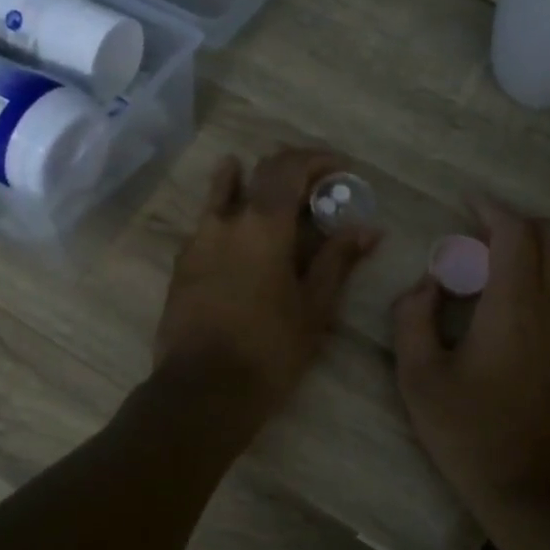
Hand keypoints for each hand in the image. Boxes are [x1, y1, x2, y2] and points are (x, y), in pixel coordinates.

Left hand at [155, 148, 379, 413]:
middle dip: (290, 169)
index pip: (289, 168)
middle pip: (258, 173)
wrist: (203, 390)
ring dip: (249, 181)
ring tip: (269, 192)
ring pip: (223, 192)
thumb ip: (338, 260)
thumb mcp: (314, 307)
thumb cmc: (269, 349)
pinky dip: (229, 214)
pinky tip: (240, 234)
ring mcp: (197, 240)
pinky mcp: (182, 264)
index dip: (317, 159)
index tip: (341, 168)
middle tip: (315, 184)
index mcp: (263, 225)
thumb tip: (368, 228)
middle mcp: (226, 220)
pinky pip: (208, 223)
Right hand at [393, 199, 549, 516]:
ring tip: (508, 260)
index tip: (467, 203)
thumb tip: (426, 284)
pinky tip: (529, 294)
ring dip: (544, 243)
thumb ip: (412, 317)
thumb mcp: (418, 378)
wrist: (534, 490)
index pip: (516, 233)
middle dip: (515, 223)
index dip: (491, 209)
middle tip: (478, 239)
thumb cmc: (469, 434)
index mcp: (515, 307)